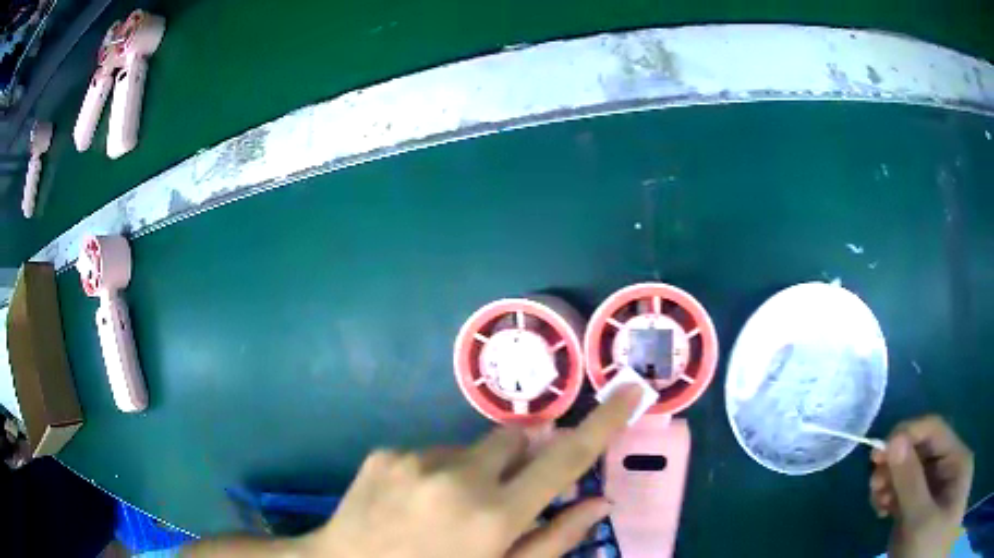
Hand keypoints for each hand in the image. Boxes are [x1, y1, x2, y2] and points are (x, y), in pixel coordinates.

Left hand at [300, 386, 641, 557]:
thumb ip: (554, 540)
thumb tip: (599, 502)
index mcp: (494, 515)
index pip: (565, 458)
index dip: (603, 423)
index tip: (630, 391)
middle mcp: (458, 477)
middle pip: (515, 437)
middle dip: (521, 457)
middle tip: (503, 495)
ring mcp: (416, 459)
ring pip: (469, 447)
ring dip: (473, 470)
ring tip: (446, 509)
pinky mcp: (386, 453)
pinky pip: (428, 454)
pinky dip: (435, 473)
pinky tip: (414, 504)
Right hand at [869, 415, 973, 557]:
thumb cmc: (923, 549)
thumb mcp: (918, 522)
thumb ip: (910, 482)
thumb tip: (892, 440)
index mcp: (959, 460)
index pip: (936, 430)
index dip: (908, 435)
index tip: (877, 452)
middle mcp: (951, 468)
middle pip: (925, 451)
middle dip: (897, 464)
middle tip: (872, 484)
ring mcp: (939, 490)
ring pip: (915, 473)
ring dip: (892, 482)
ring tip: (875, 500)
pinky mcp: (926, 508)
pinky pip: (911, 492)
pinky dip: (895, 497)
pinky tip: (882, 508)